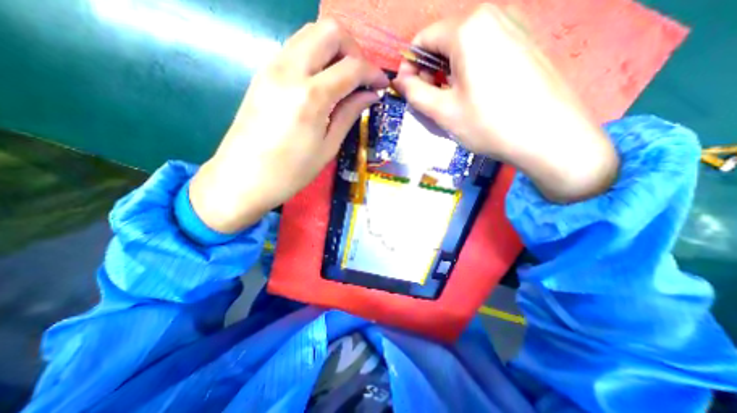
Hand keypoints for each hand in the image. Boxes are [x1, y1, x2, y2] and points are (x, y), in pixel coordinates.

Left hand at [188, 20, 386, 232]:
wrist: (242, 178)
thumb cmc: (291, 172)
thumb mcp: (328, 147)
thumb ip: (349, 114)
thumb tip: (370, 95)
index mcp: (311, 96)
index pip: (352, 66)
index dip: (373, 72)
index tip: (382, 85)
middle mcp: (290, 70)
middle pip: (330, 31)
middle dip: (354, 50)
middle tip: (361, 78)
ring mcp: (272, 67)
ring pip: (310, 33)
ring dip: (334, 50)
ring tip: (344, 80)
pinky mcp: (263, 73)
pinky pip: (296, 48)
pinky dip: (316, 57)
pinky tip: (322, 83)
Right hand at [395, 4, 617, 201]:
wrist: (549, 136)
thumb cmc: (489, 124)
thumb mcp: (443, 111)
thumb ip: (414, 92)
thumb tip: (399, 80)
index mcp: (468, 28)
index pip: (423, 39)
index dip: (410, 65)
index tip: (408, 90)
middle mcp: (492, 15)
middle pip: (444, 40)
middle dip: (429, 69)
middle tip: (430, 99)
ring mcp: (515, 24)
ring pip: (464, 45)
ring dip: (448, 70)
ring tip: (452, 99)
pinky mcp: (526, 40)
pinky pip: (485, 48)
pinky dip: (470, 68)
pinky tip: (475, 92)